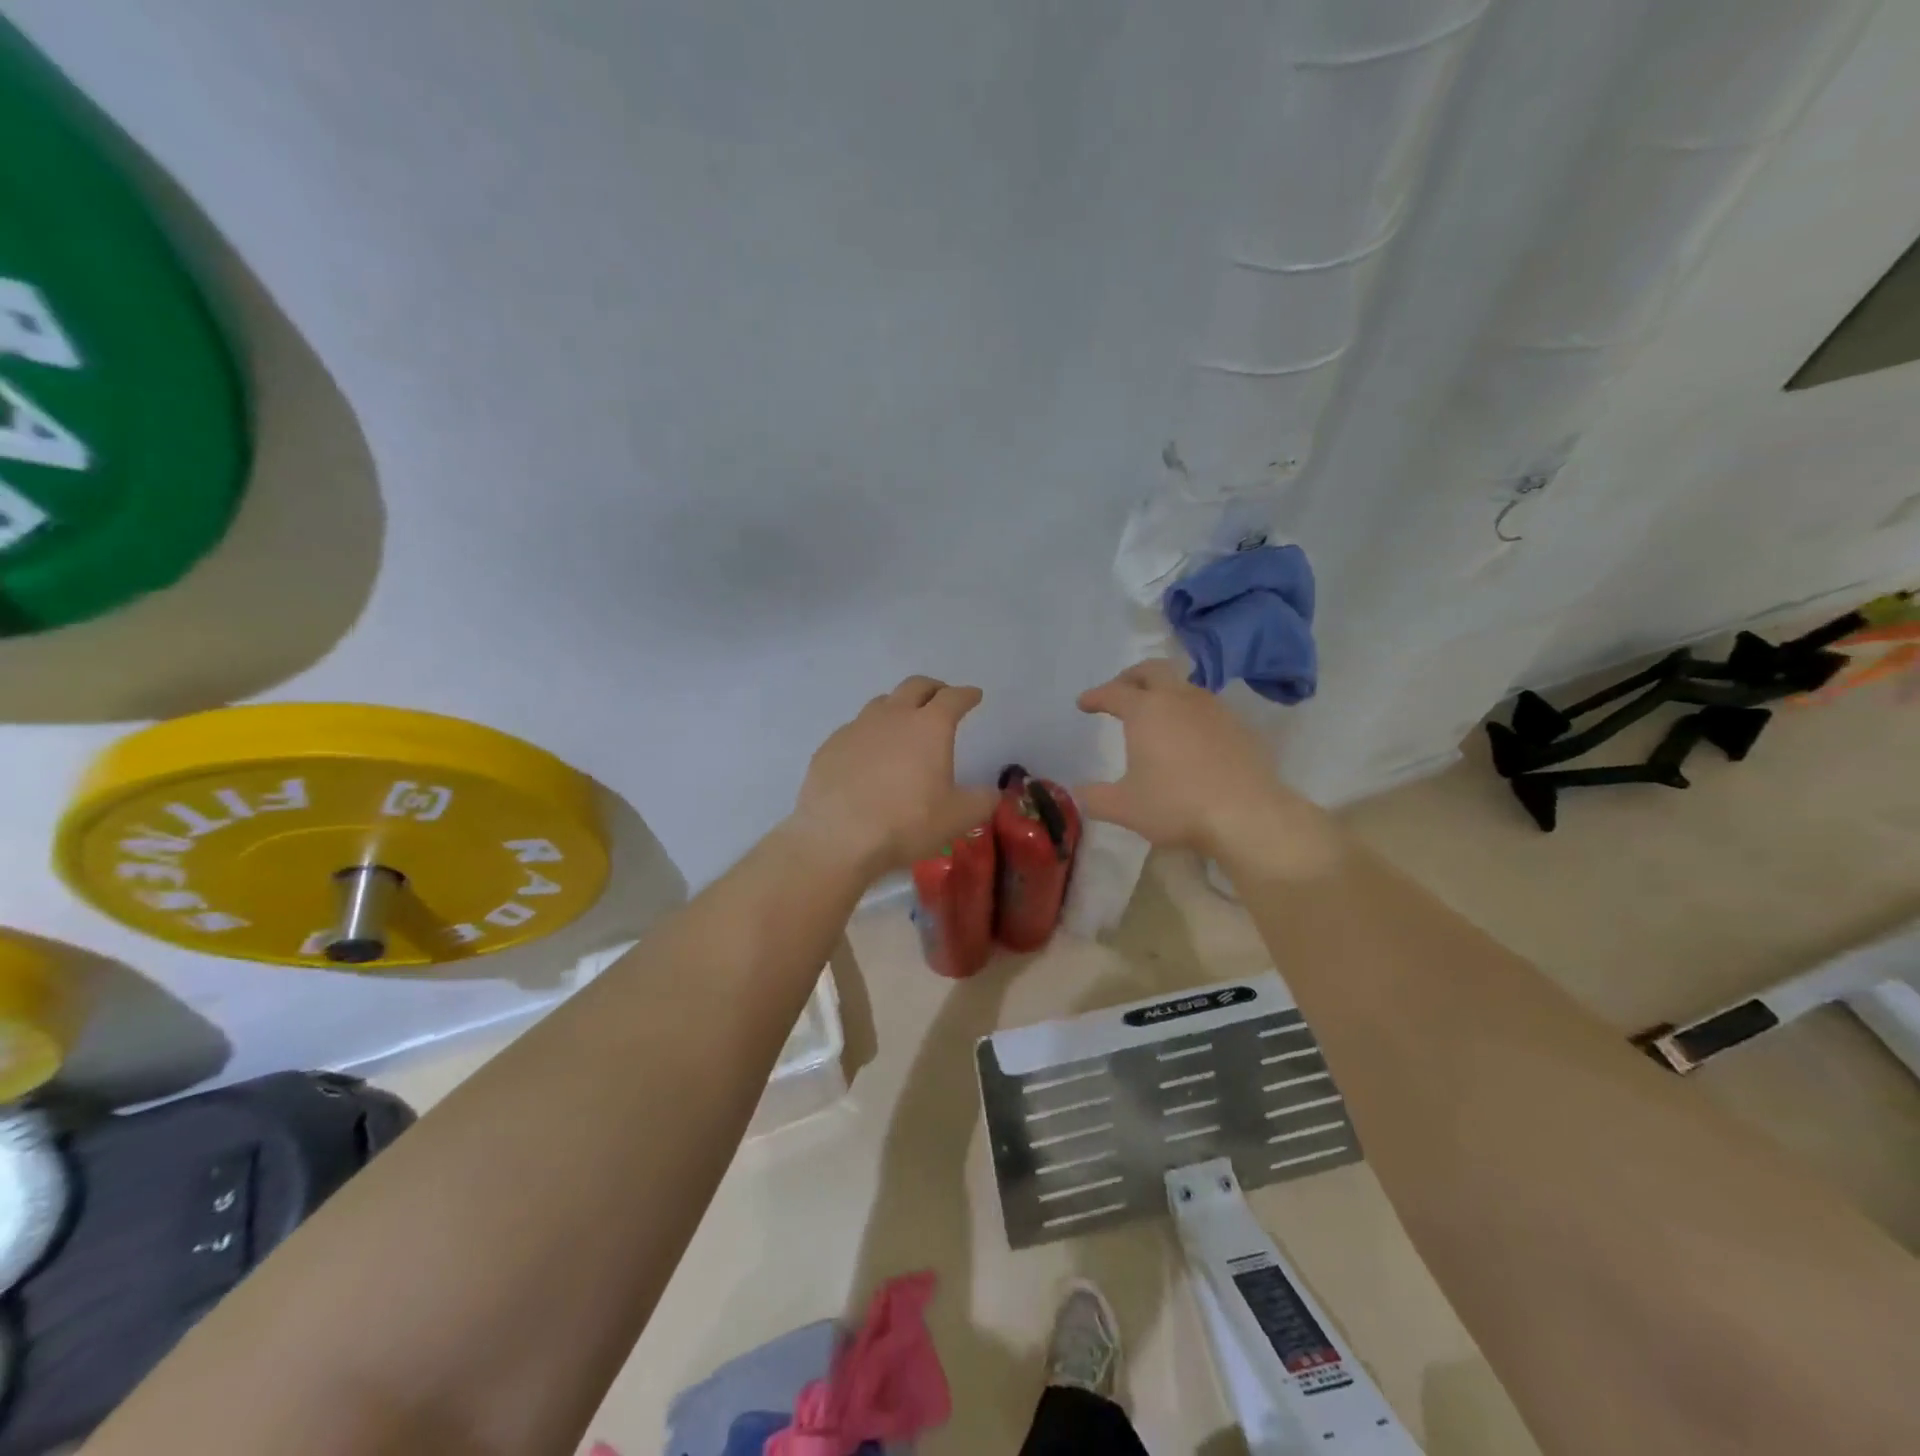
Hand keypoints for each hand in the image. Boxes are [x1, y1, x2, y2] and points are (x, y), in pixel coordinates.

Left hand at [785, 675, 999, 878]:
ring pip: (881, 703)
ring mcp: (857, 728)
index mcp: (929, 726)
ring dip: (898, 707)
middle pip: (915, 686)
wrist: (838, 838)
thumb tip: (992, 793)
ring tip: (903, 724)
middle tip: (941, 698)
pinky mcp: (830, 746)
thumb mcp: (958, 818)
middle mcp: (893, 716)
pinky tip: (869, 756)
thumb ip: (982, 801)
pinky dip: (869, 735)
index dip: (966, 695)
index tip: (974, 696)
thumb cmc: (906, 823)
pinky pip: (855, 730)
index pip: (953, 698)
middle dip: (933, 688)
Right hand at [1074, 659, 1340, 872]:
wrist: (1247, 815)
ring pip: (1184, 686)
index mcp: (1146, 710)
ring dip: (1165, 692)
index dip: (1095, 696)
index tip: (1084, 703)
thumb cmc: (1176, 805)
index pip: (1114, 692)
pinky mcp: (1239, 726)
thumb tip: (1079, 792)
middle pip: (1153, 670)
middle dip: (1131, 677)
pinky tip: (1190, 737)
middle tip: (1120, 691)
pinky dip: (1190, 713)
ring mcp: (1214, 709)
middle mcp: (1179, 699)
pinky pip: (1207, 708)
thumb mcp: (1124, 807)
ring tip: (1156, 713)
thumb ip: (1095, 797)